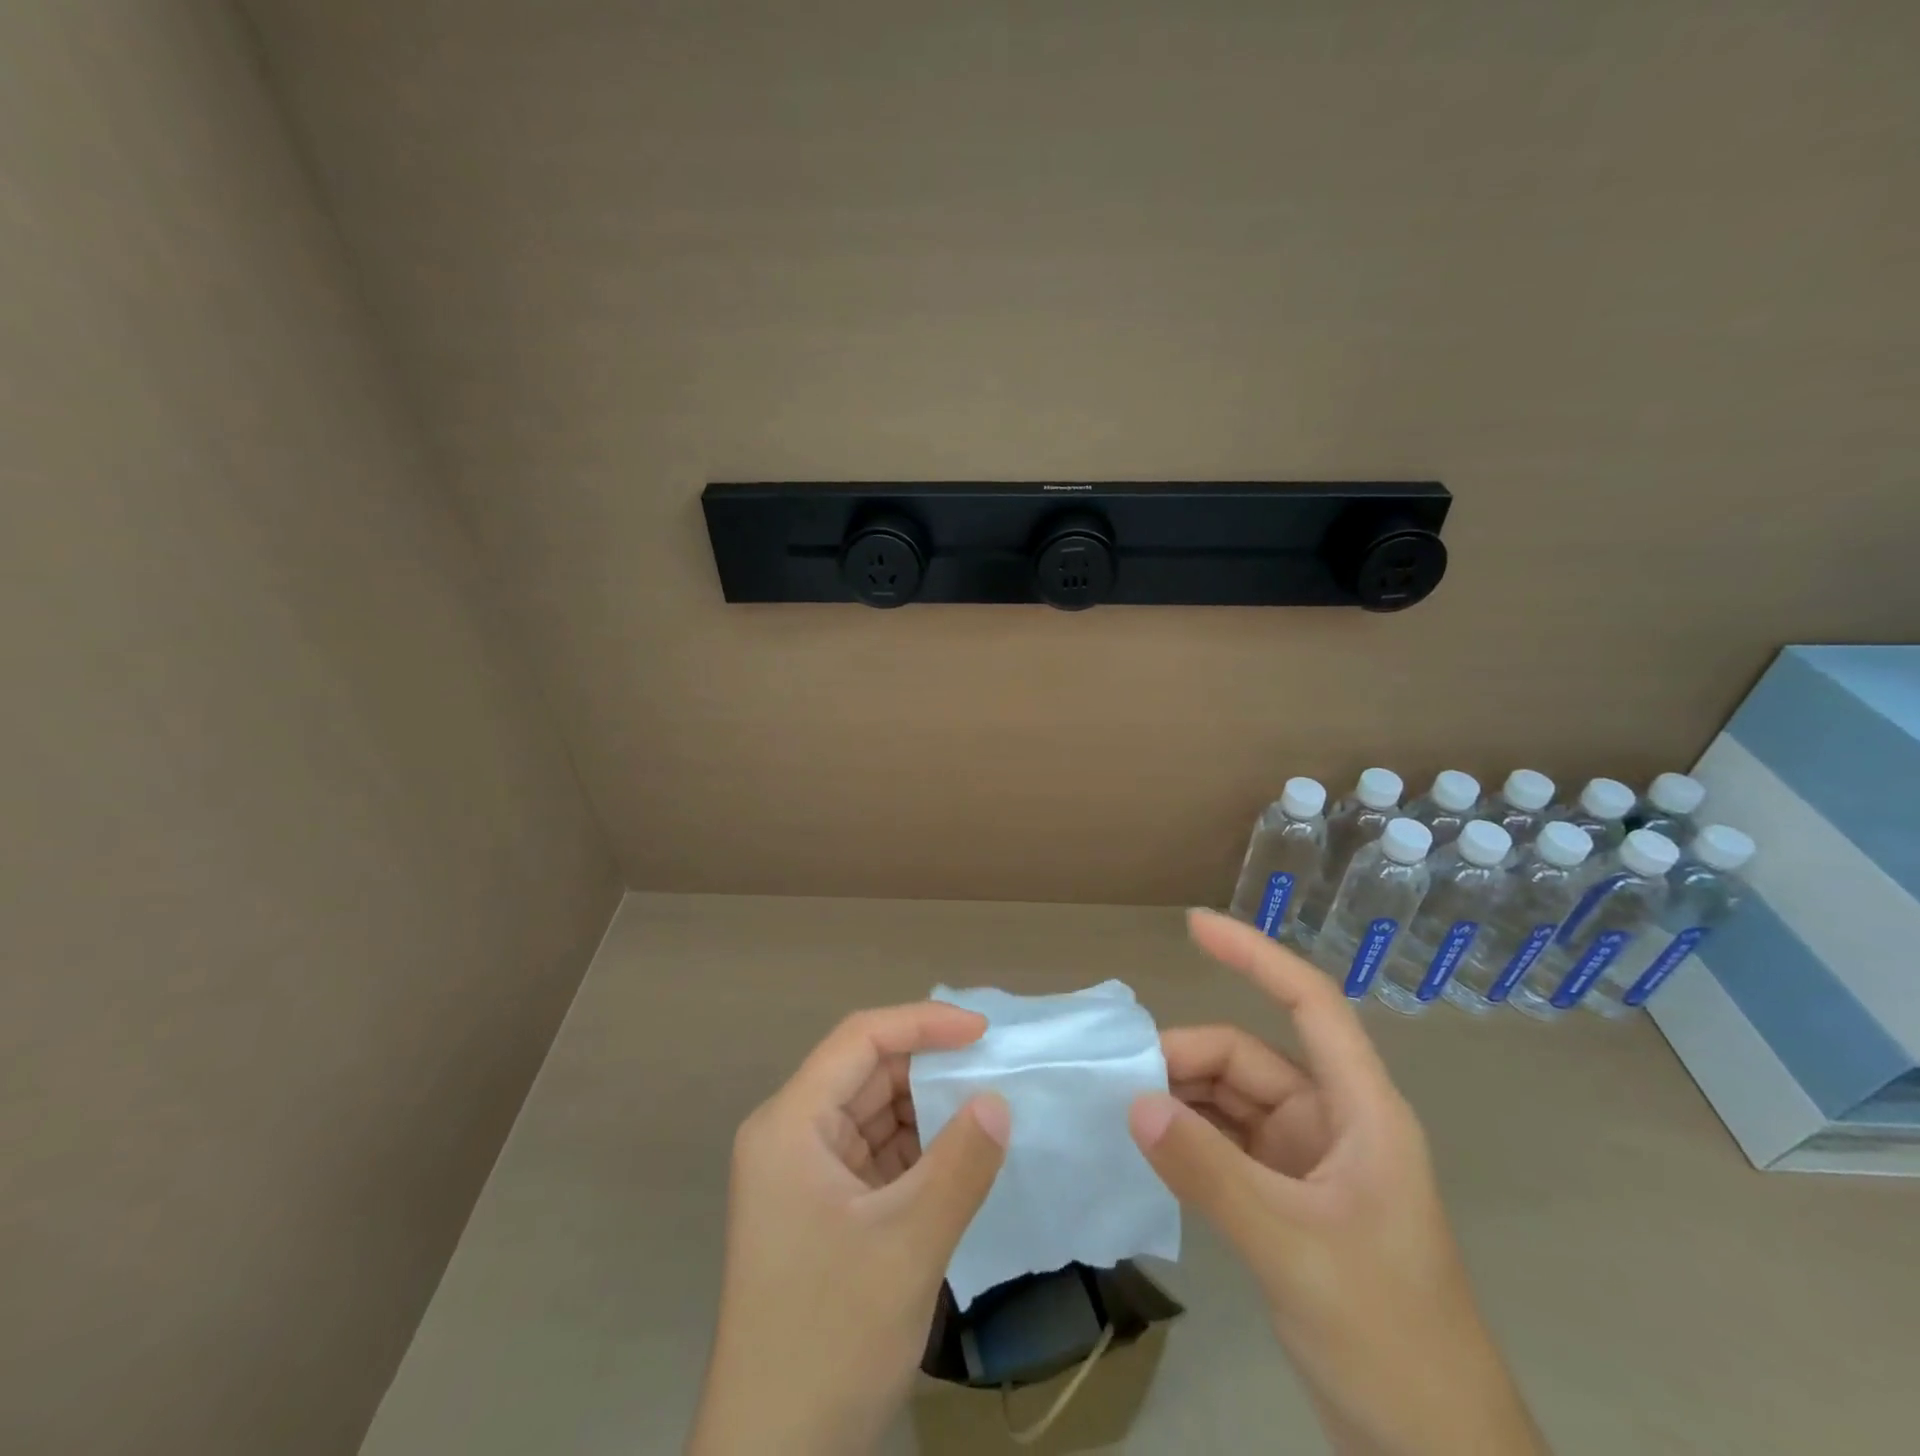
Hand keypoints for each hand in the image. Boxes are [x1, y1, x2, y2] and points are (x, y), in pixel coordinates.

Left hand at [688, 1004, 1010, 1455]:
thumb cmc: (829, 1338)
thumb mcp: (907, 1246)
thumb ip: (960, 1165)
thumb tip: (999, 1100)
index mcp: (791, 1125)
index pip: (860, 1040)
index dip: (923, 1024)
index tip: (983, 1033)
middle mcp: (791, 1136)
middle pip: (867, 1074)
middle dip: (931, 1068)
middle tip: (997, 1070)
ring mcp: (805, 1174)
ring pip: (875, 1114)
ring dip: (929, 1111)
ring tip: (990, 1107)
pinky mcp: (824, 1209)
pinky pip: (877, 1155)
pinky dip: (919, 1151)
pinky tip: (962, 1155)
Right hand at [1133, 910, 1545, 1455]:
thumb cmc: (1389, 1339)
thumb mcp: (1292, 1249)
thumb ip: (1210, 1174)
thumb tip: (1134, 1103)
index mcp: (1361, 1112)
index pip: (1311, 1004)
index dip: (1255, 955)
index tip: (1194, 925)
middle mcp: (1333, 1123)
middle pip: (1249, 1059)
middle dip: (1186, 1060)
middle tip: (1121, 1081)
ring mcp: (1308, 1163)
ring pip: (1232, 1102)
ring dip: (1181, 1099)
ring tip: (1122, 1108)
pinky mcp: (1287, 1200)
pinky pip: (1227, 1145)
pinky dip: (1189, 1139)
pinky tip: (1150, 1146)